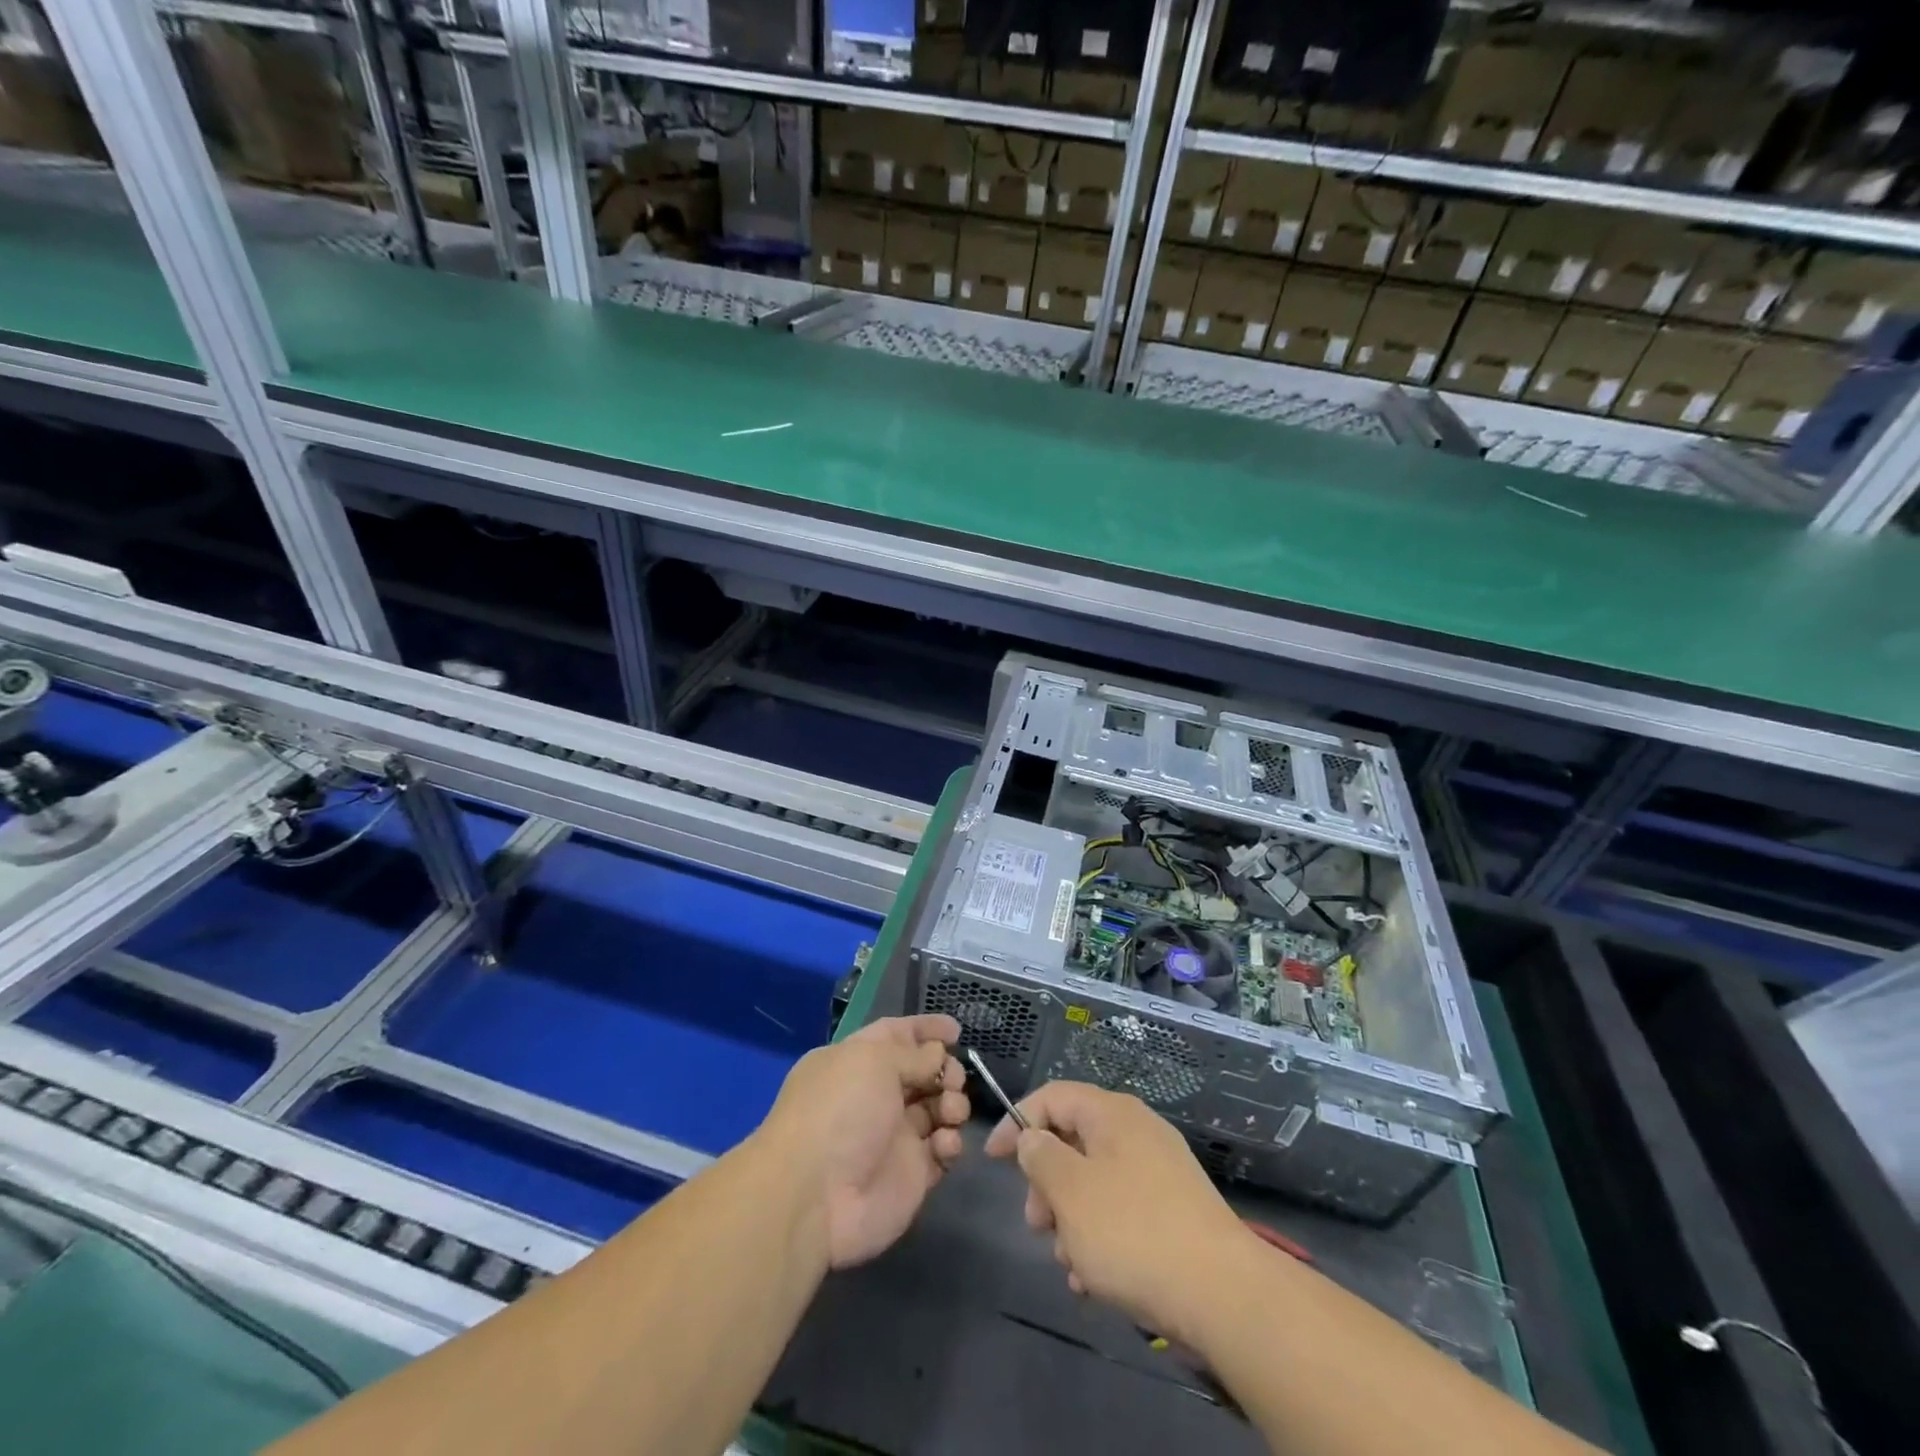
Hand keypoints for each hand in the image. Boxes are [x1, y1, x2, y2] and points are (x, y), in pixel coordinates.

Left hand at [755, 1014, 968, 1269]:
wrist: (816, 1199)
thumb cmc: (840, 1112)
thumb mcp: (874, 1063)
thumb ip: (914, 1055)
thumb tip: (937, 1056)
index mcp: (856, 1062)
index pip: (895, 1035)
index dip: (925, 1030)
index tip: (956, 1030)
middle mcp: (875, 1095)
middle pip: (922, 1072)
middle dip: (945, 1069)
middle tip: (953, 1079)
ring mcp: (894, 1136)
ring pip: (937, 1108)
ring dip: (953, 1104)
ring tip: (951, 1112)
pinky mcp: (911, 1174)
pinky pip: (942, 1150)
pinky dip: (950, 1143)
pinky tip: (944, 1144)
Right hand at [985, 1082, 1263, 1346]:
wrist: (1222, 1294)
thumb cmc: (1133, 1232)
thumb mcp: (1070, 1191)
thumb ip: (1041, 1157)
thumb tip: (1034, 1138)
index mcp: (1112, 1113)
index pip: (1052, 1097)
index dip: (1017, 1122)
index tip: (993, 1160)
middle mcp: (1137, 1131)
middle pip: (1073, 1141)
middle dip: (1046, 1183)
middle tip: (1036, 1225)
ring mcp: (1160, 1171)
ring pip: (1095, 1182)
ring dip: (1071, 1218)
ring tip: (1069, 1264)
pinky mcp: (1174, 1211)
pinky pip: (1121, 1211)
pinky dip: (1100, 1237)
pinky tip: (1093, 1280)